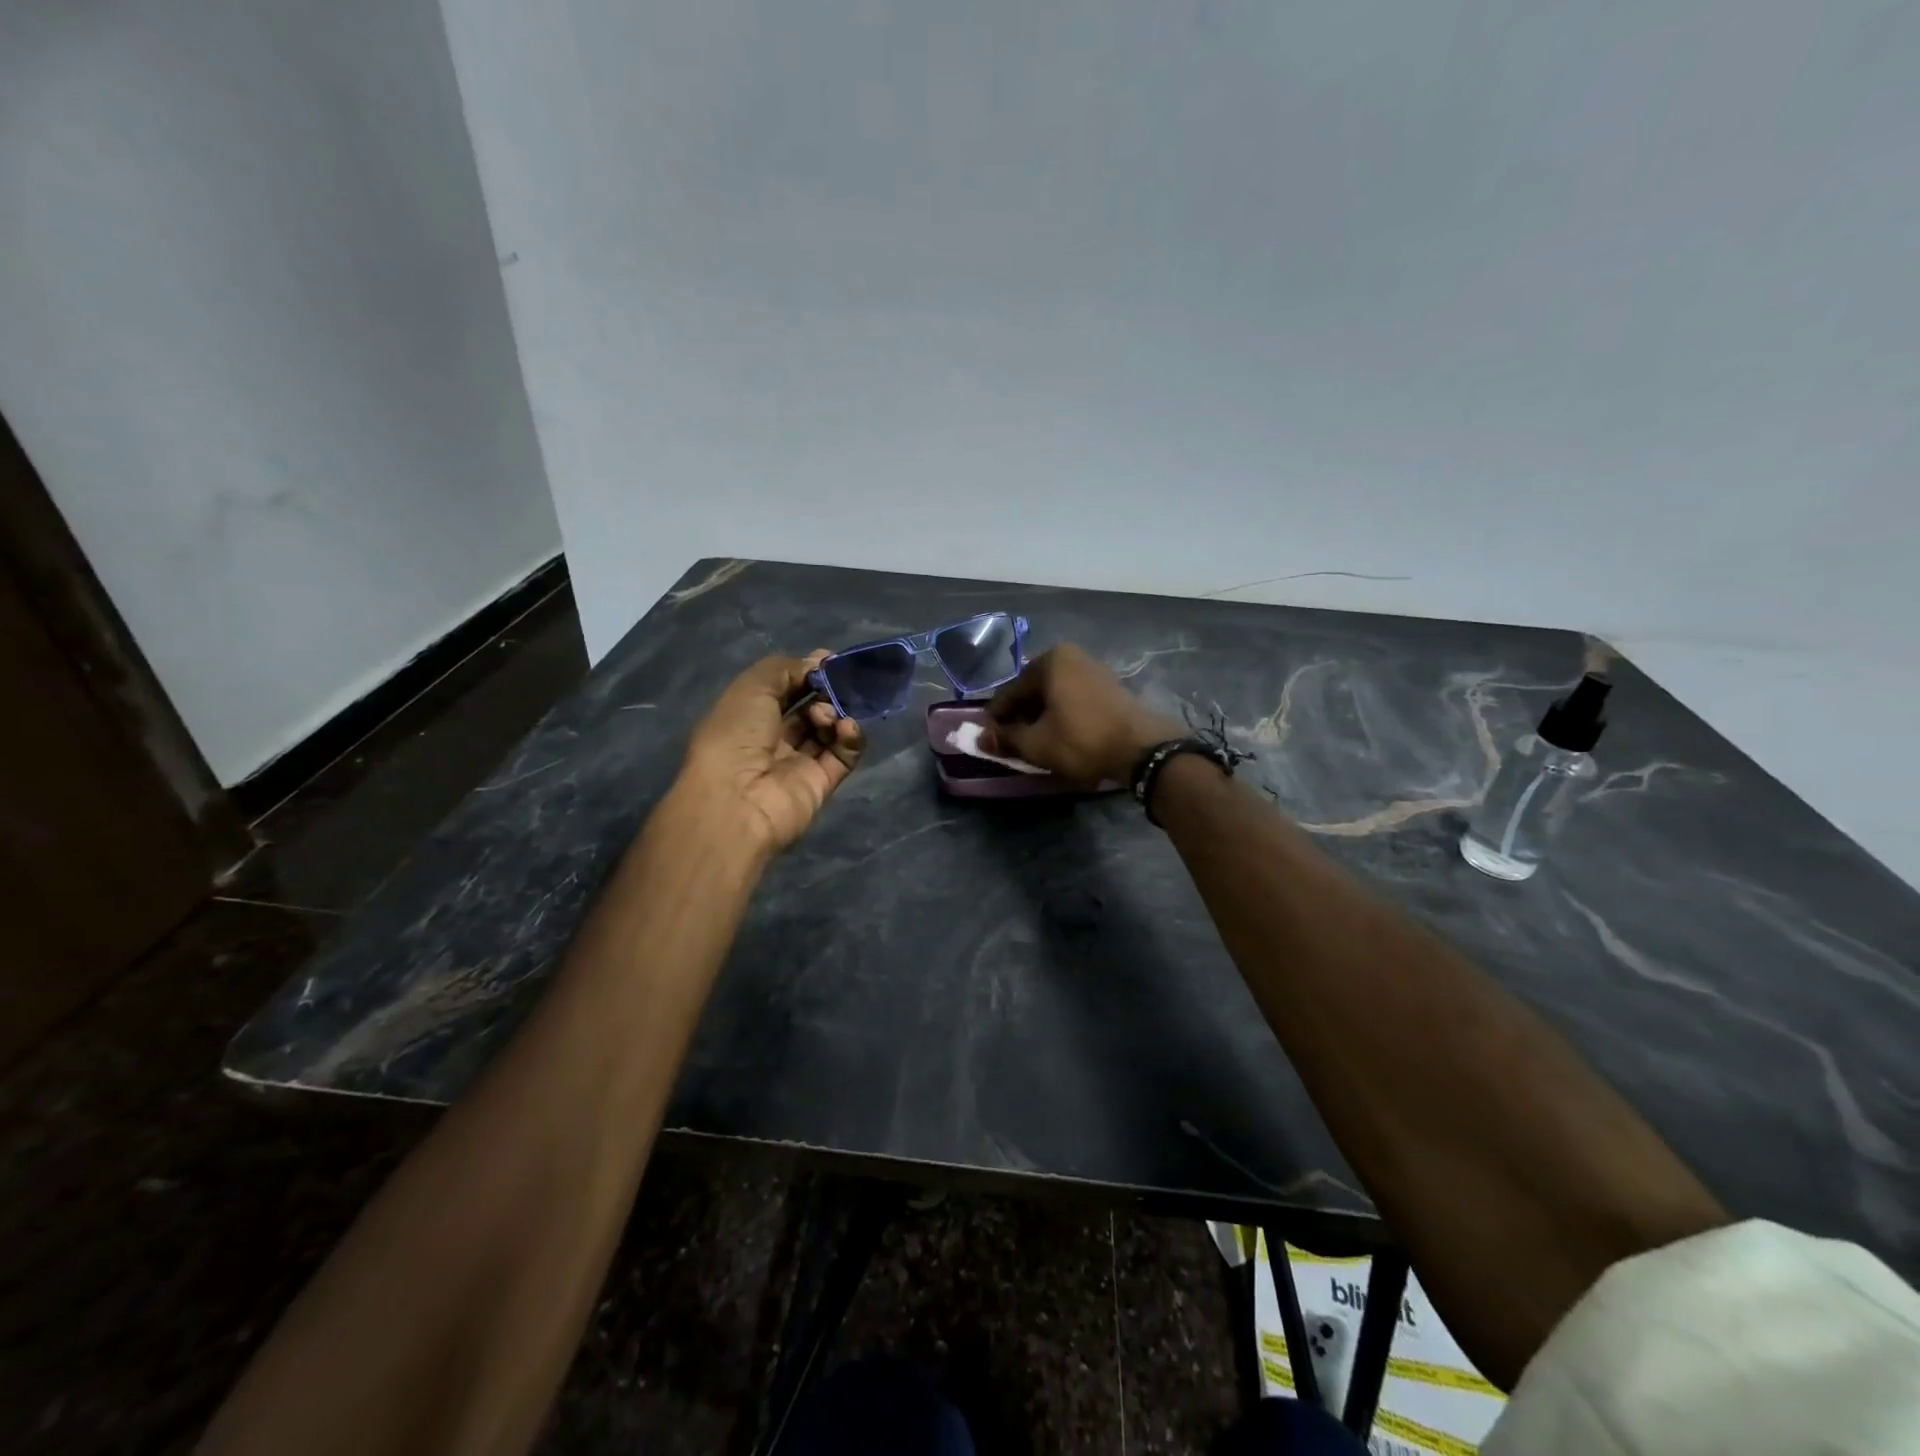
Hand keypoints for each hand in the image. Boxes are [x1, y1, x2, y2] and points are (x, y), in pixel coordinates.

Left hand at [680, 653, 864, 852]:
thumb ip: (786, 668)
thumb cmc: (736, 736)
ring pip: (828, 729)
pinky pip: (844, 754)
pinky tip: (846, 727)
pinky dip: (850, 737)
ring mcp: (798, 762)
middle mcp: (772, 738)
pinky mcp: (822, 782)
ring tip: (828, 712)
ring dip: (834, 712)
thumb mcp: (752, 687)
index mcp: (747, 716)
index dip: (805, 672)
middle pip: (808, 707)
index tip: (828, 661)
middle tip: (841, 680)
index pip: (783, 689)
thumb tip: (819, 662)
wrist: (739, 800)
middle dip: (825, 690)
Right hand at [980, 644, 1182, 785]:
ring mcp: (1094, 670)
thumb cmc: (1081, 740)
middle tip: (1009, 742)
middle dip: (1019, 716)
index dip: (996, 717)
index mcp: (1051, 660)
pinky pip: (1073, 699)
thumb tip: (981, 738)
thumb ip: (1006, 738)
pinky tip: (1057, 737)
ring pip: (1054, 695)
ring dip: (1040, 717)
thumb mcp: (1036, 744)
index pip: (1010, 690)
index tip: (987, 738)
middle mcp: (1072, 657)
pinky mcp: (1110, 688)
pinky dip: (1061, 716)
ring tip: (1032, 743)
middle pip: (1034, 690)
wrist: (1142, 750)